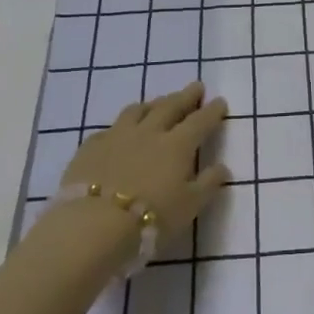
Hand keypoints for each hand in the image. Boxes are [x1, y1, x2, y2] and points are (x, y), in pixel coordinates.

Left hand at [57, 83, 229, 256]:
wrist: (92, 226)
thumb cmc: (149, 219)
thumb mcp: (189, 207)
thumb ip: (208, 184)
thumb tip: (223, 167)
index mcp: (177, 145)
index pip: (199, 121)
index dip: (212, 111)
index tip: (220, 101)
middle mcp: (149, 132)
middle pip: (170, 107)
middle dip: (185, 96)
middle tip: (195, 87)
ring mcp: (117, 136)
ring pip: (137, 111)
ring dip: (152, 105)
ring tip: (158, 103)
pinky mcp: (90, 147)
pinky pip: (109, 129)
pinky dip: (120, 127)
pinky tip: (119, 132)